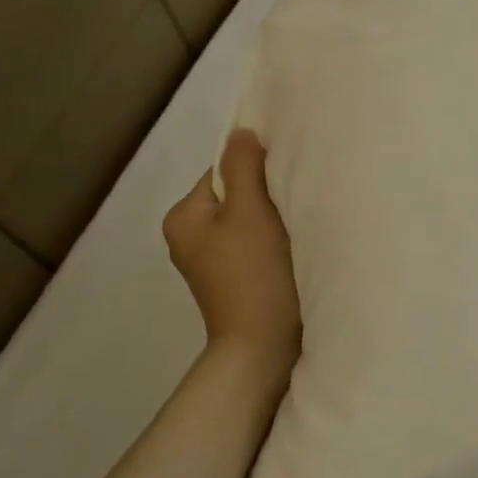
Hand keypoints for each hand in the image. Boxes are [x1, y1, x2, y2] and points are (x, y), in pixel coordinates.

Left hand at [163, 130, 301, 379]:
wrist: (262, 345)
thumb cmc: (253, 271)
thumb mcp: (249, 210)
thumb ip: (244, 165)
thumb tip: (241, 131)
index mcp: (182, 217)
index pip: (223, 171)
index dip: (255, 170)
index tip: (284, 181)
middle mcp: (188, 237)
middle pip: (235, 194)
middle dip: (265, 194)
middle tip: (293, 204)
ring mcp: (210, 262)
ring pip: (247, 220)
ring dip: (272, 218)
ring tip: (294, 228)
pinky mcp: (233, 279)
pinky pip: (253, 243)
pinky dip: (272, 241)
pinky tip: (289, 250)